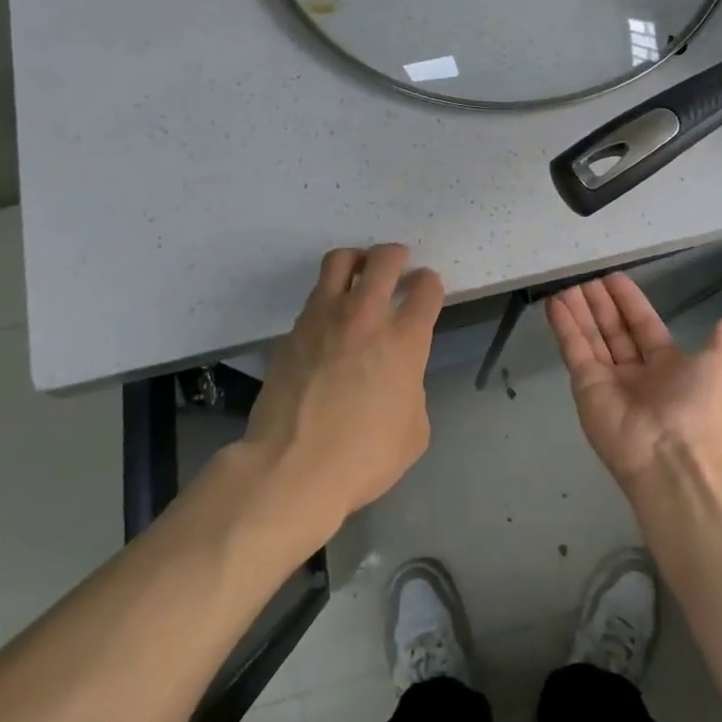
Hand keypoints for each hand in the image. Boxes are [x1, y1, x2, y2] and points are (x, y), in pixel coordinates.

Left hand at [243, 244, 444, 536]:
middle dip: (396, 254)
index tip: (426, 288)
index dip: (429, 283)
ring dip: (356, 261)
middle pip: (384, 259)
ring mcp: (323, 319)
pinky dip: (326, 301)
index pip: (426, 289)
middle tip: (397, 262)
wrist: (292, 468)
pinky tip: (328, 326)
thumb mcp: (414, 430)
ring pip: (339, 261)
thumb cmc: (364, 457)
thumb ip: (412, 389)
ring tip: (359, 273)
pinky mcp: (291, 333)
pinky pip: (313, 301)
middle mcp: (365, 317)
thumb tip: (397, 378)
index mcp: (404, 340)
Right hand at [545, 273, 721, 490]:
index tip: (612, 277)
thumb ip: (720, 342)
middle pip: (613, 328)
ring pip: (591, 336)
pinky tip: (555, 302)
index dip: (628, 301)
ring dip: (579, 310)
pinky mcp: (584, 385)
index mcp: (666, 365)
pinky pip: (574, 349)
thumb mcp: (720, 367)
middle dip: (600, 302)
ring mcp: (607, 378)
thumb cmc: (697, 407)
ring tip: (565, 282)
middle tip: (584, 275)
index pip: (642, 324)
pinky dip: (564, 326)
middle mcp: (635, 370)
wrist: (671, 456)